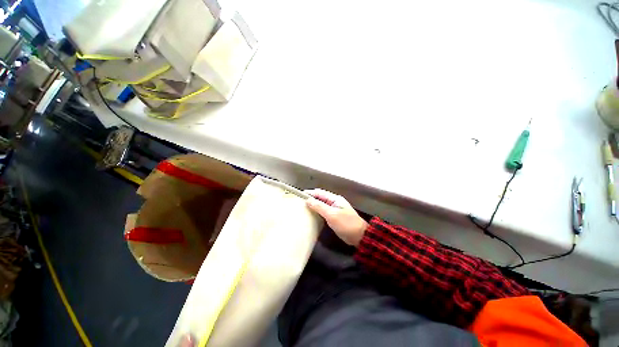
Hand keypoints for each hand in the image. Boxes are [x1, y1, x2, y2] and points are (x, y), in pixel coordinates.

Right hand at [305, 189, 368, 246]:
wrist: (359, 236)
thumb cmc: (346, 224)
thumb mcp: (332, 215)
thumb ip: (319, 206)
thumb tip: (307, 200)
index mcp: (335, 199)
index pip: (320, 193)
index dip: (310, 193)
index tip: (299, 195)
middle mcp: (334, 202)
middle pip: (320, 198)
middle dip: (310, 199)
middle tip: (299, 202)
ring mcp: (334, 209)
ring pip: (321, 204)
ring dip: (313, 205)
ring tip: (302, 208)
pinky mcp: (334, 216)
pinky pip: (323, 211)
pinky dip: (317, 212)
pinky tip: (311, 215)